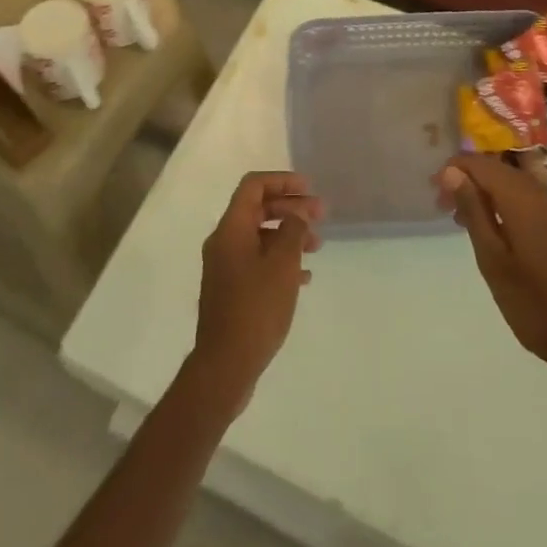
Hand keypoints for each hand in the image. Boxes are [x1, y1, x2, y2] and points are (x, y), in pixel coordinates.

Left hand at [187, 171, 322, 413]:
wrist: (225, 365)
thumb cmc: (256, 308)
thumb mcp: (282, 265)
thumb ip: (292, 231)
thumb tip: (296, 215)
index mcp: (231, 228)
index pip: (254, 186)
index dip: (282, 181)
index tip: (309, 189)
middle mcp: (224, 242)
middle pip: (259, 209)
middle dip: (291, 208)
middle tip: (321, 214)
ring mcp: (225, 267)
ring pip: (260, 236)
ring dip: (289, 235)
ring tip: (317, 245)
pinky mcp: (231, 290)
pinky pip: (257, 261)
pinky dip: (280, 260)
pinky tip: (304, 277)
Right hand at [438, 154, 546, 413]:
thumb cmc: (537, 306)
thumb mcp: (494, 262)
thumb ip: (474, 212)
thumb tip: (453, 172)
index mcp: (522, 199)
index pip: (482, 164)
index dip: (455, 168)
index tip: (434, 189)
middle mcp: (543, 196)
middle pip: (500, 170)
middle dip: (470, 180)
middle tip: (445, 207)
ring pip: (517, 186)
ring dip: (489, 195)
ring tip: (467, 222)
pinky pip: (532, 203)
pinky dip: (509, 208)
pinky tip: (500, 235)